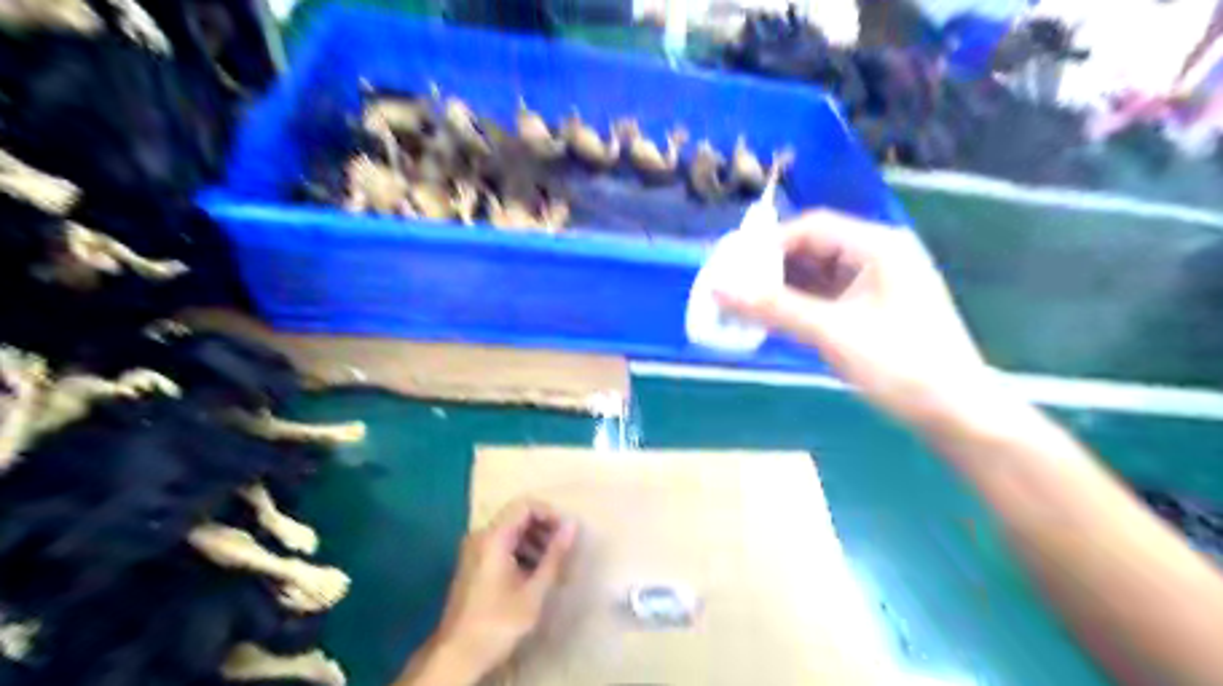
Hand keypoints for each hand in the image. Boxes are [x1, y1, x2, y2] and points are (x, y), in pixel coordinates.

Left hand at [436, 499, 579, 680]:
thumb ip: (554, 555)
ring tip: (551, 565)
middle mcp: (480, 536)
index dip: (549, 513)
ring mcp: (473, 549)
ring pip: (509, 531)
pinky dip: (519, 551)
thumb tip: (572, 525)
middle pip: (516, 516)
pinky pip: (500, 544)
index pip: (525, 505)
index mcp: (494, 537)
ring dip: (533, 540)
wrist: (456, 656)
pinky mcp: (472, 564)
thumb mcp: (534, 591)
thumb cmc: (498, 622)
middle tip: (562, 550)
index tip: (565, 533)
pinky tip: (532, 575)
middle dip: (543, 528)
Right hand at [719, 210, 1002, 426]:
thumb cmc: (901, 365)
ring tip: (744, 303)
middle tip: (733, 286)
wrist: (956, 414)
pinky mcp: (873, 310)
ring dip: (782, 288)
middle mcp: (878, 257)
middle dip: (771, 267)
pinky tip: (773, 318)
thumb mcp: (832, 333)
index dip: (767, 244)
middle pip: (813, 249)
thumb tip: (717, 289)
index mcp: (878, 246)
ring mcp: (877, 285)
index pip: (811, 228)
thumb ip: (773, 308)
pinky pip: (826, 297)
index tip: (731, 266)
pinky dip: (799, 305)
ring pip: (818, 275)